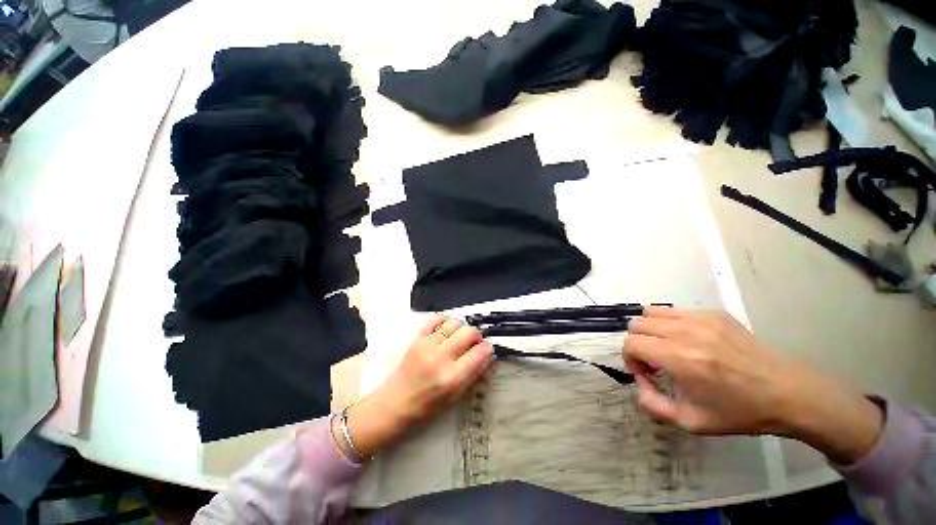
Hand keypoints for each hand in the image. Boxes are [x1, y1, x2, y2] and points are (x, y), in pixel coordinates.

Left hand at [333, 316, 493, 459]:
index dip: (488, 349)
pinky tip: (446, 329)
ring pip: (454, 323)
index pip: (480, 353)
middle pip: (469, 332)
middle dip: (476, 336)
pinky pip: (435, 319)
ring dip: (461, 328)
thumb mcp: (455, 397)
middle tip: (473, 343)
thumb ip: (474, 375)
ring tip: (459, 336)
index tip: (487, 349)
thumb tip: (487, 357)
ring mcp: (428, 345)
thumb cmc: (427, 406)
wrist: (395, 403)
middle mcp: (442, 357)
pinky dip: (444, 320)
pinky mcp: (417, 338)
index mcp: (453, 377)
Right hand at [623, 307, 882, 463]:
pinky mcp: (714, 313)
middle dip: (638, 344)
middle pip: (637, 325)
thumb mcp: (692, 422)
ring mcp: (701, 319)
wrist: (788, 393)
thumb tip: (638, 383)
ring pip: (651, 312)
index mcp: (680, 359)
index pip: (631, 344)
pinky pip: (675, 311)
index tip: (646, 374)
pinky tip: (688, 341)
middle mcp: (686, 332)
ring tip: (667, 348)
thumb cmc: (740, 412)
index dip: (630, 359)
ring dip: (651, 331)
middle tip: (655, 362)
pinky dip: (670, 324)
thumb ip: (652, 405)